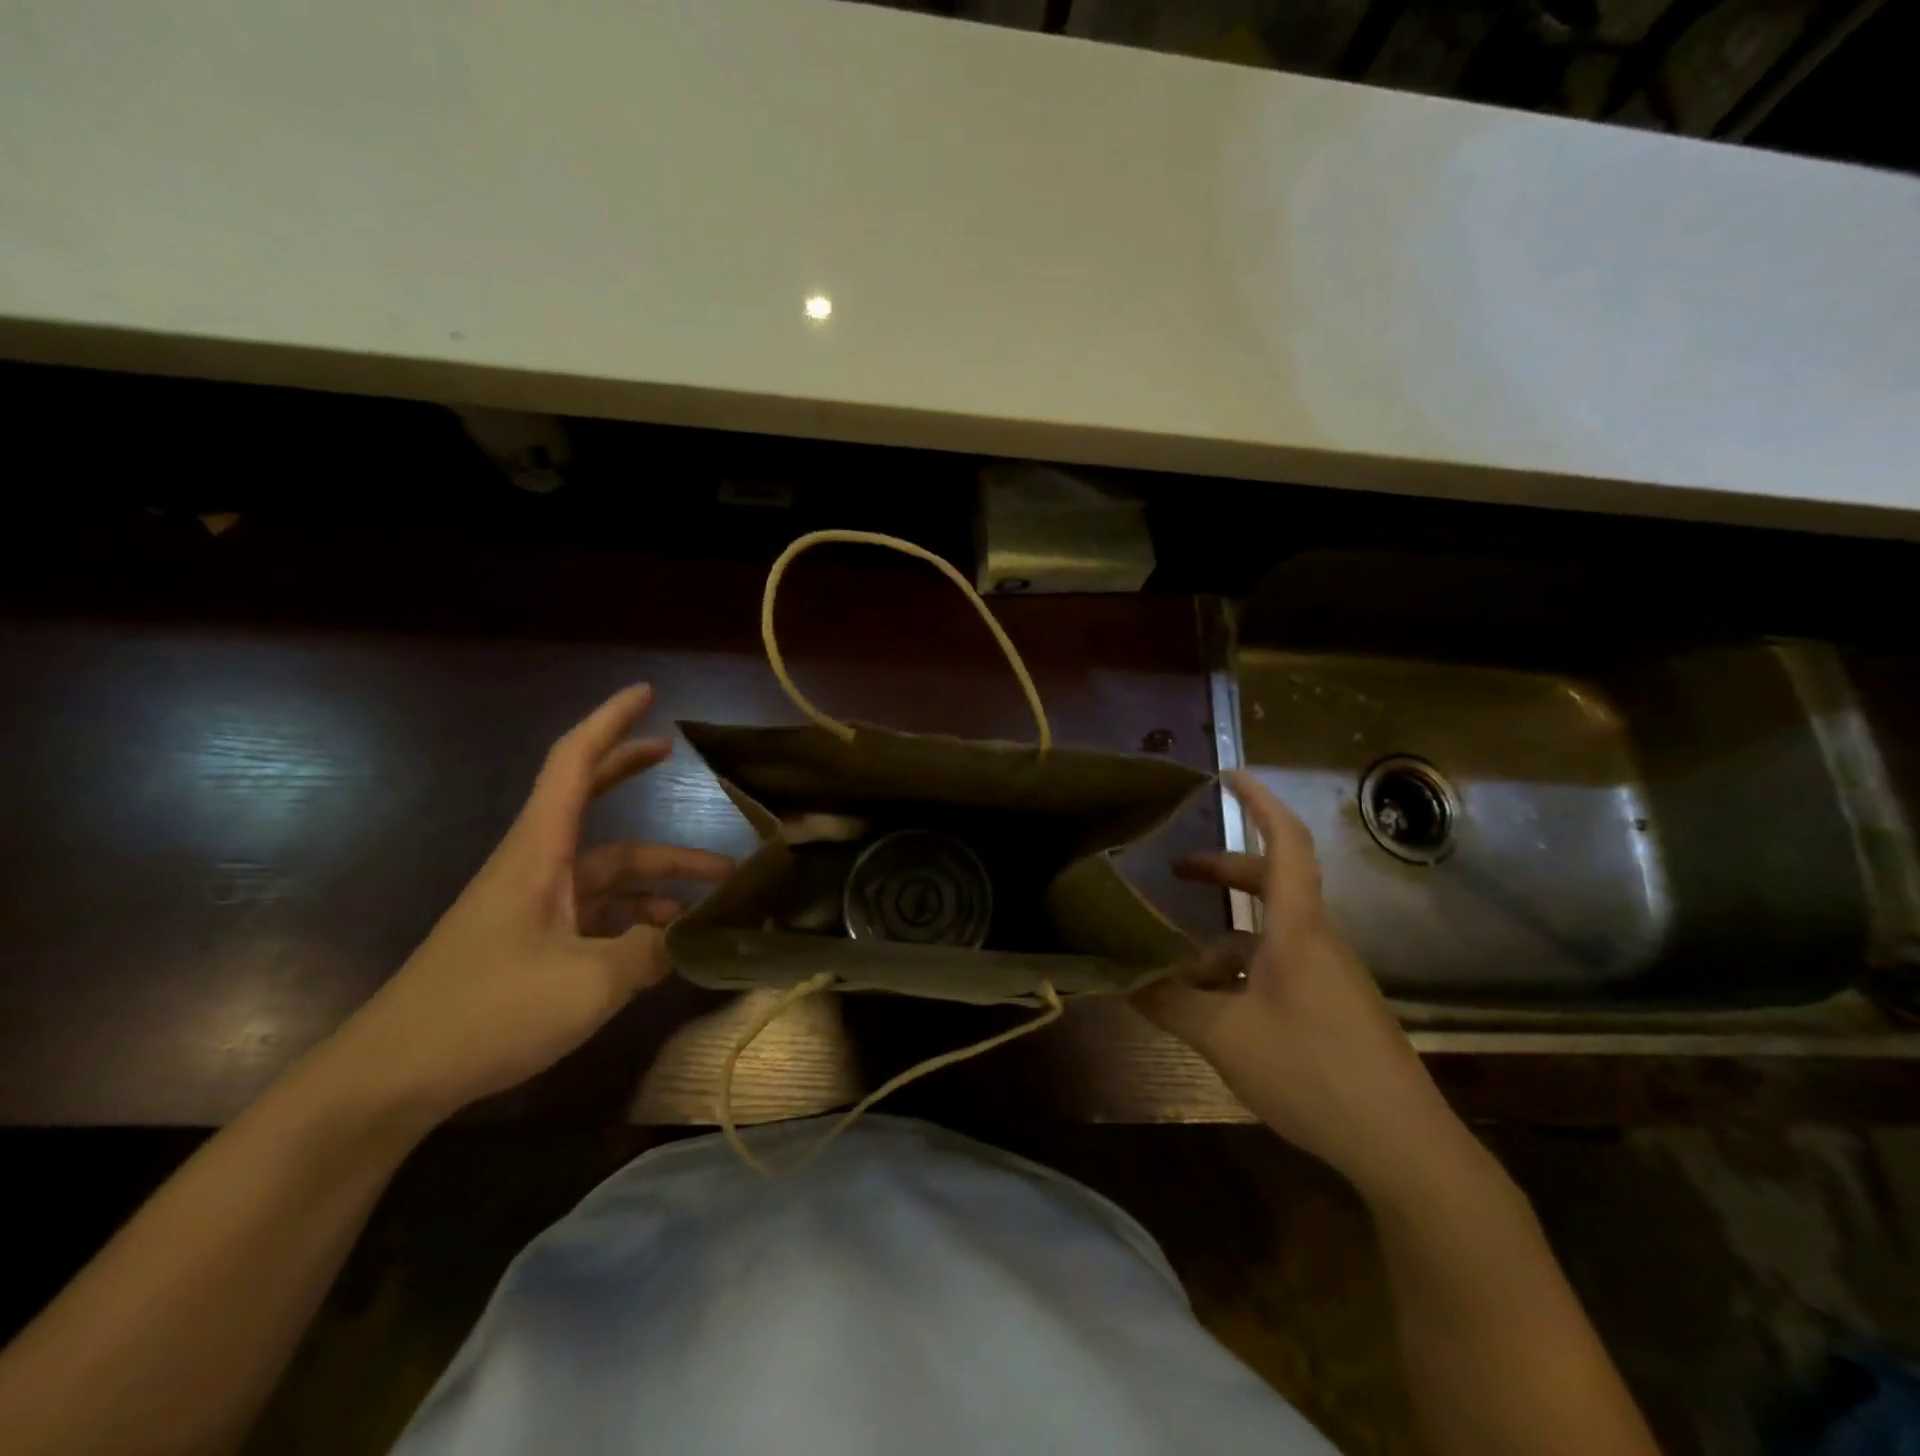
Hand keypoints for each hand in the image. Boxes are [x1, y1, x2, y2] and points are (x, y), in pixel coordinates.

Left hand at [322, 685, 732, 1125]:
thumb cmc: (486, 1013)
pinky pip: (599, 913)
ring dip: (660, 876)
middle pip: (590, 800)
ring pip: (609, 870)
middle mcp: (538, 866)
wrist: (392, 1079)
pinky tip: (669, 945)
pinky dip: (638, 918)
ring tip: (717, 894)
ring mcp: (536, 906)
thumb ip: (651, 952)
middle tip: (673, 750)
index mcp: (540, 853)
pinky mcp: (534, 942)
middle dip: (631, 771)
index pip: (574, 763)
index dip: (611, 722)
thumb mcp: (589, 983)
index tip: (646, 694)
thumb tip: (687, 937)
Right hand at [1137, 771, 1460, 1200]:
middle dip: (1221, 870)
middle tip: (1173, 872)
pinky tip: (1213, 1006)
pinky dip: (1241, 969)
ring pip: (1270, 934)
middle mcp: (1318, 942)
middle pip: (1271, 884)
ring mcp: (1330, 978)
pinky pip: (1280, 969)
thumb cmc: (1313, 1073)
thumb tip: (1120, 979)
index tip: (1227, 775)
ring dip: (1223, 934)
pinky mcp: (1334, 1010)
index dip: (1258, 802)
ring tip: (1176, 959)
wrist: (1405, 1148)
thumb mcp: (1225, 1037)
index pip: (1285, 842)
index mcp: (1298, 930)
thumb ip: (1169, 1003)